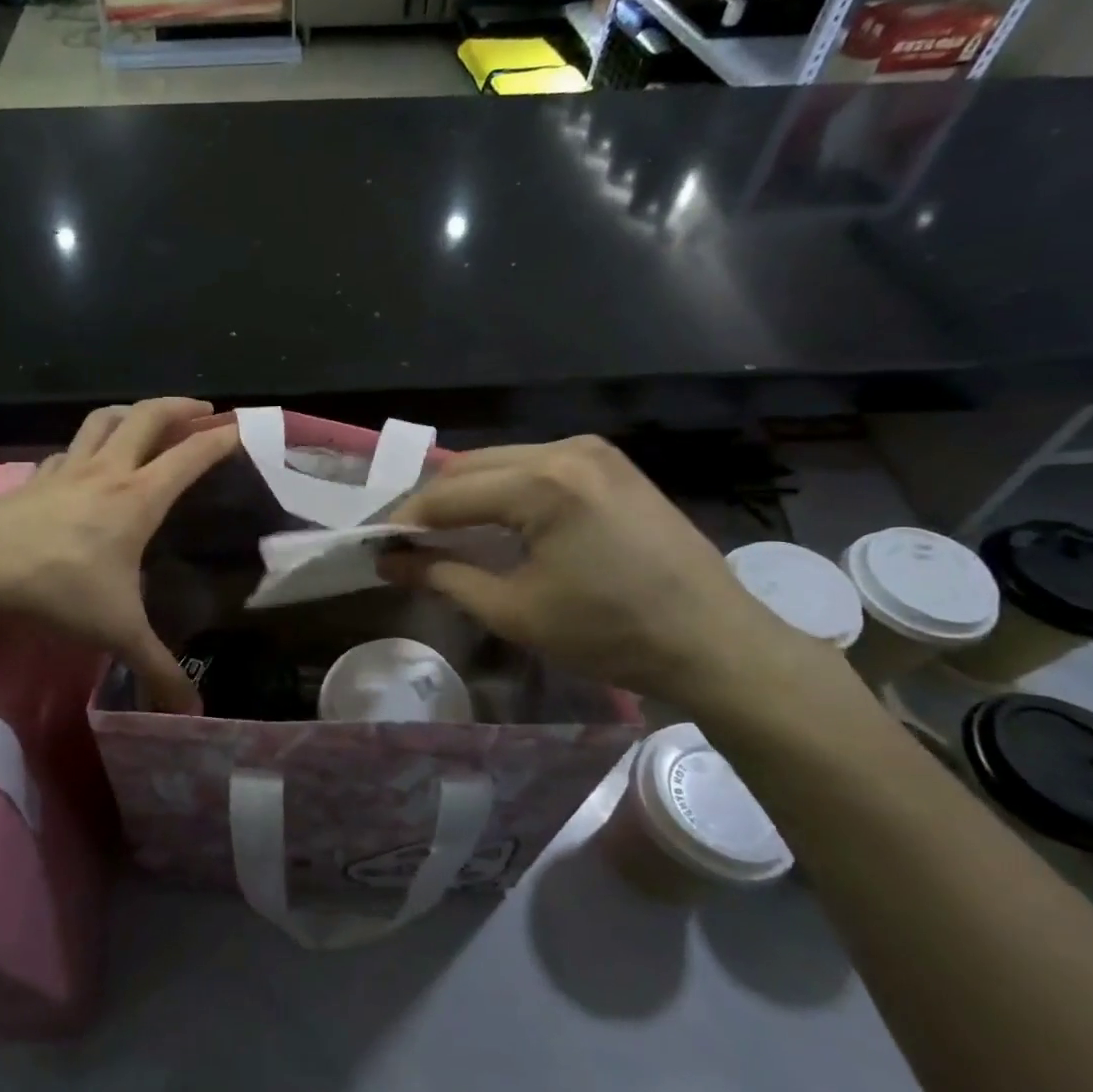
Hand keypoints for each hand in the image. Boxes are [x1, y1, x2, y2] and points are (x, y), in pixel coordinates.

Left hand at [0, 398, 238, 711]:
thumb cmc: (56, 589)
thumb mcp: (116, 633)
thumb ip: (157, 670)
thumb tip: (194, 714)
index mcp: (138, 498)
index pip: (190, 456)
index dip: (221, 439)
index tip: (243, 428)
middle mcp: (107, 472)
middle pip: (148, 417)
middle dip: (180, 406)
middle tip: (203, 409)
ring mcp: (66, 470)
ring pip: (104, 420)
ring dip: (131, 412)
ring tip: (147, 419)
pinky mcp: (34, 479)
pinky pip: (69, 449)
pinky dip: (88, 445)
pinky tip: (84, 462)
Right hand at [382, 436, 817, 707]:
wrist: (714, 641)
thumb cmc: (611, 633)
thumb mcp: (515, 612)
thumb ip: (443, 578)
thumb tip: (389, 564)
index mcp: (543, 484)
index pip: (449, 494)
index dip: (406, 520)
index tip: (378, 546)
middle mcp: (566, 450)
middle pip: (470, 466)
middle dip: (433, 502)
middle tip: (406, 542)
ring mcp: (593, 451)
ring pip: (501, 461)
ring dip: (466, 493)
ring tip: (444, 532)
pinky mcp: (611, 463)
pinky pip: (535, 465)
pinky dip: (503, 488)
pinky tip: (495, 519)